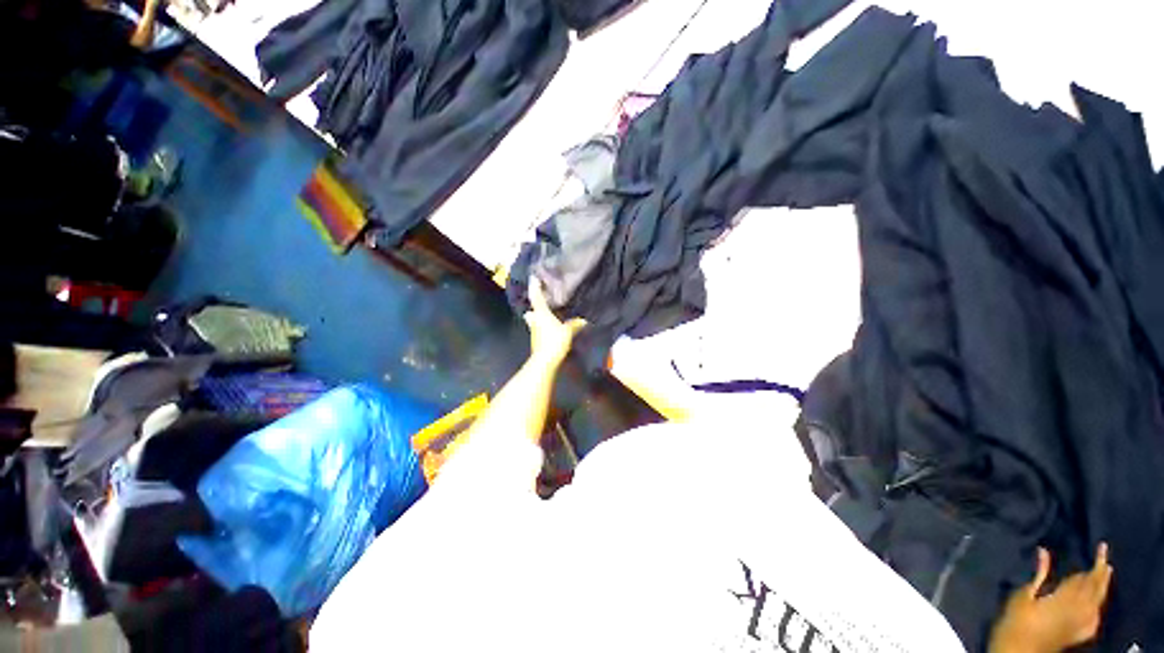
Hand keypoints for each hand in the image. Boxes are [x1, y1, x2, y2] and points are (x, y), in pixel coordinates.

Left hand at [524, 278, 585, 365]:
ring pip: (534, 320)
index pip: (537, 297)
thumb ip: (574, 324)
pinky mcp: (537, 340)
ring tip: (547, 314)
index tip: (533, 277)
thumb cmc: (554, 341)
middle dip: (534, 307)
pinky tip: (550, 327)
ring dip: (538, 317)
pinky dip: (543, 326)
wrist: (545, 360)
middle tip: (541, 302)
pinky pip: (539, 329)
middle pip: (532, 311)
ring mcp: (534, 330)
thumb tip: (583, 320)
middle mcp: (535, 320)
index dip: (535, 287)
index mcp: (541, 313)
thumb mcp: (568, 331)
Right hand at [989, 543, 1112, 652]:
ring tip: (1104, 573)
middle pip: (1096, 589)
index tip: (1101, 546)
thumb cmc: (1015, 620)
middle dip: (1101, 572)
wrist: (1018, 650)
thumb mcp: (1022, 596)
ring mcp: (1080, 623)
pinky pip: (1095, 618)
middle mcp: (1079, 610)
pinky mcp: (1079, 633)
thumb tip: (1043, 552)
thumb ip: (1037, 576)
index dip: (1095, 562)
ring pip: (1099, 602)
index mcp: (1066, 599)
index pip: (1086, 577)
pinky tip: (1097, 604)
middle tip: (1104, 555)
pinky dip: (1098, 606)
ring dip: (1102, 587)